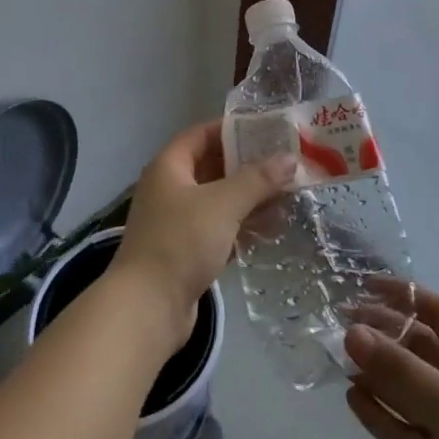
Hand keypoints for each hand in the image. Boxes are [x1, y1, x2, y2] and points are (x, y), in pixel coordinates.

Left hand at [112, 120, 294, 347]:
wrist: (147, 309)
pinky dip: (242, 226)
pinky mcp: (186, 252)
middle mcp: (170, 189)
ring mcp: (176, 222)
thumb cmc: (181, 242)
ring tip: (287, 196)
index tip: (267, 129)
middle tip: (285, 163)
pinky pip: (219, 228)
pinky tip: (271, 229)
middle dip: (249, 166)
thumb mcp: (224, 204)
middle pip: (213, 167)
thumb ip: (259, 179)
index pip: (202, 134)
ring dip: (250, 198)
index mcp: (169, 167)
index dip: (232, 129)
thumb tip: (292, 159)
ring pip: (219, 200)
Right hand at [345, 289, 438, 438]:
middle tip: (341, 324)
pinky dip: (379, 414)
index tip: (366, 284)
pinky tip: (352, 399)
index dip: (407, 296)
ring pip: (407, 390)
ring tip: (340, 358)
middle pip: (420, 350)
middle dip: (384, 333)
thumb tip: (352, 332)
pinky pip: (402, 430)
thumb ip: (402, 371)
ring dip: (377, 372)